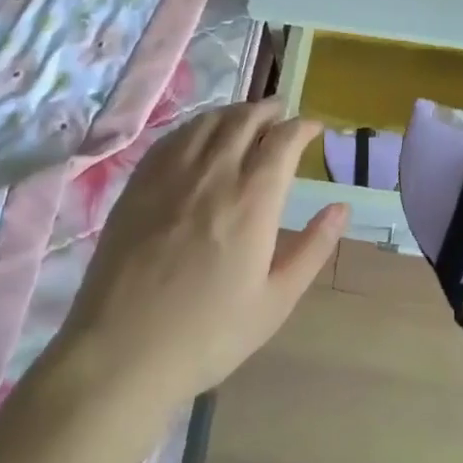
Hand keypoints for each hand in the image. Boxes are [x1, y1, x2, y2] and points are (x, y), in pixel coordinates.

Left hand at [42, 102, 346, 412]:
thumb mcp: (275, 301)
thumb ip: (312, 248)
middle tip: (282, 111)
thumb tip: (341, 207)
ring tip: (246, 116)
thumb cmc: (207, 334)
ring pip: (209, 121)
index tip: (314, 127)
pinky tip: (200, 135)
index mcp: (253, 199)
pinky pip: (174, 136)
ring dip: (235, 111)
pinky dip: (197, 125)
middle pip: (245, 119)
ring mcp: (172, 174)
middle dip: (270, 109)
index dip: (303, 126)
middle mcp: (214, 173)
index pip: (283, 140)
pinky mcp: (139, 183)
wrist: (121, 353)